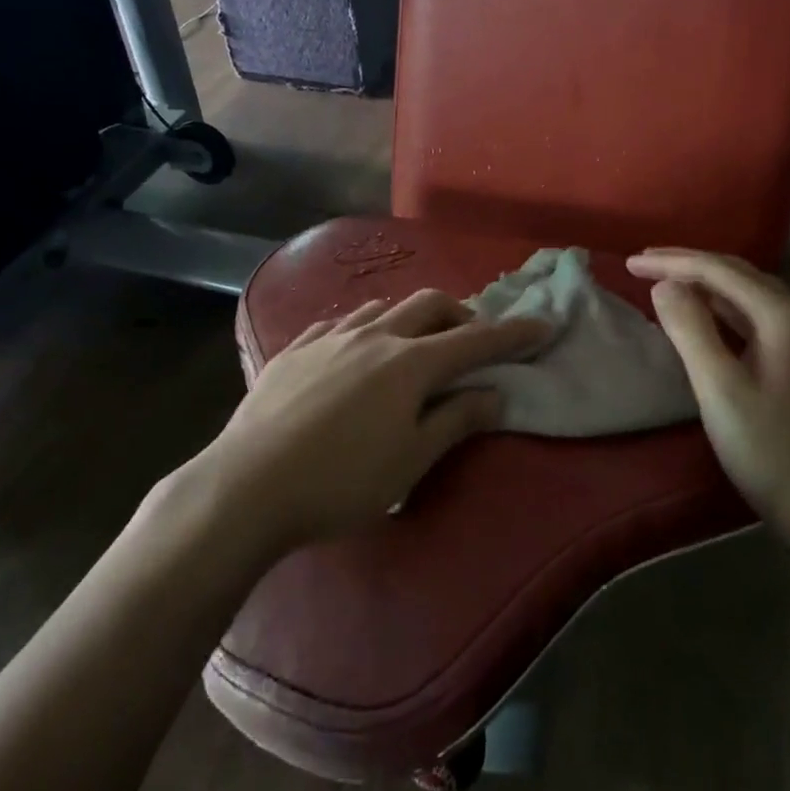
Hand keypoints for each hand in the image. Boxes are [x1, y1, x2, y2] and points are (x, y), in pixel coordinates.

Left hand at [194, 290, 549, 552]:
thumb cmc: (340, 482)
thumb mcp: (410, 461)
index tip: (542, 326)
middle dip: (460, 314)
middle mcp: (373, 336)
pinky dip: (364, 327)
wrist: (247, 485)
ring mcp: (330, 337)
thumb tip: (495, 393)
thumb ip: (456, 420)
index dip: (512, 334)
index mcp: (409, 364)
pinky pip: (339, 322)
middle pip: (428, 305)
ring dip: (410, 317)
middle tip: (471, 339)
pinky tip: (355, 347)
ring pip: (382, 307)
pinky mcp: (295, 349)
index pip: (474, 341)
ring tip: (413, 343)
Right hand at [627, 248, 789, 552]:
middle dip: (689, 265)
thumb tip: (664, 285)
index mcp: (785, 317)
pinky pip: (758, 318)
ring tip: (665, 282)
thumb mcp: (719, 388)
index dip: (672, 262)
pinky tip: (705, 317)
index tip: (629, 263)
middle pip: (739, 275)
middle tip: (643, 264)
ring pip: (750, 296)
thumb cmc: (769, 451)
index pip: (721, 271)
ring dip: (707, 285)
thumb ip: (690, 329)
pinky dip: (724, 309)